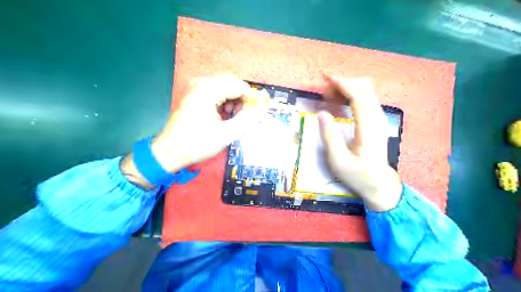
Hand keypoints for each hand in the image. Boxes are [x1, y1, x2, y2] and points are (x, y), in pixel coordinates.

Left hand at [121, 75, 268, 189]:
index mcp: (208, 89)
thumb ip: (248, 119)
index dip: (251, 101)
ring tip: (233, 120)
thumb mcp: (226, 134)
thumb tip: (264, 108)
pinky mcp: (195, 95)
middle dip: (242, 101)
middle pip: (233, 85)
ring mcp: (196, 87)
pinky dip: (225, 104)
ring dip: (234, 103)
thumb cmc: (197, 144)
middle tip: (243, 119)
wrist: (169, 152)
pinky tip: (223, 118)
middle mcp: (202, 82)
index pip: (241, 86)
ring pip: (226, 89)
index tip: (253, 117)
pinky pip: (217, 93)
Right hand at [318, 75, 401, 211]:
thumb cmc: (358, 174)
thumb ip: (330, 137)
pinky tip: (340, 100)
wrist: (379, 183)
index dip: (342, 84)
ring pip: (366, 91)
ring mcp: (378, 118)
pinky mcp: (376, 121)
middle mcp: (376, 118)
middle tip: (324, 89)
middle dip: (343, 83)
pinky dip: (352, 93)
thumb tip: (321, 113)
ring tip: (329, 93)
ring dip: (347, 87)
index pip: (358, 96)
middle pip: (364, 88)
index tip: (326, 78)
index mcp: (368, 127)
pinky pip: (366, 98)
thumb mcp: (339, 161)